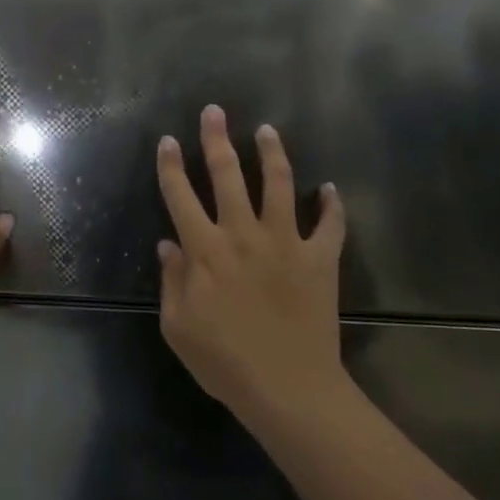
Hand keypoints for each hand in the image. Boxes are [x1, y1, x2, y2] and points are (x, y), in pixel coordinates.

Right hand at [155, 104, 348, 421]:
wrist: (289, 389)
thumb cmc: (225, 363)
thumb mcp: (178, 328)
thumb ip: (171, 281)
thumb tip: (168, 245)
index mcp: (205, 251)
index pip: (181, 196)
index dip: (170, 166)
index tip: (166, 140)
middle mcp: (244, 234)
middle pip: (227, 175)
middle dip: (216, 139)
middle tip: (214, 111)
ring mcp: (287, 242)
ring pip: (280, 184)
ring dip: (272, 154)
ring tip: (268, 130)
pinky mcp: (321, 259)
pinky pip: (331, 224)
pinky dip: (332, 205)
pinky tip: (330, 189)